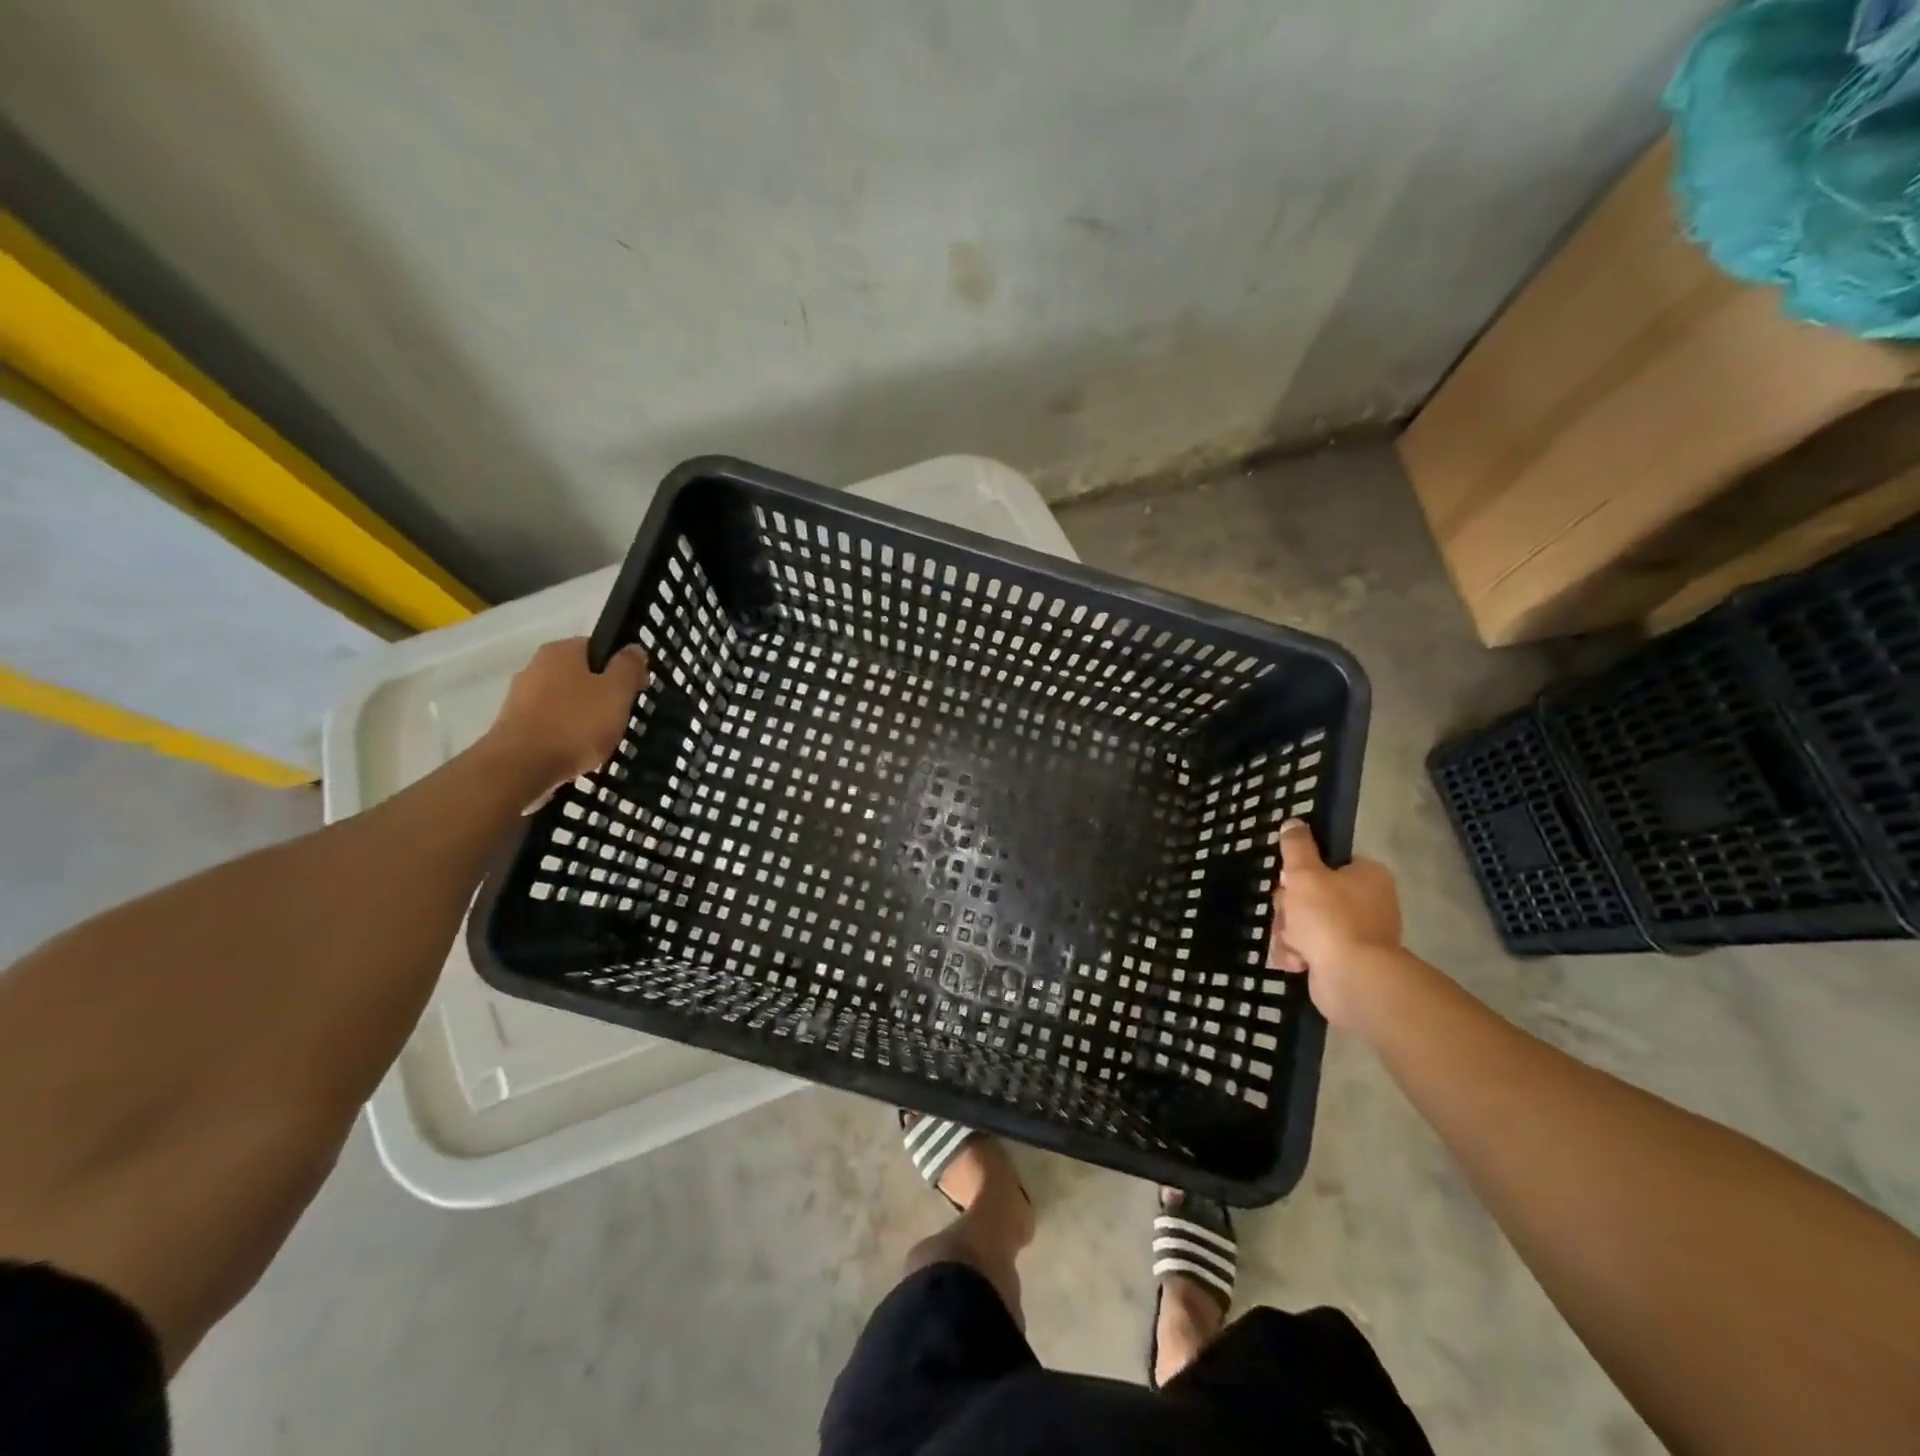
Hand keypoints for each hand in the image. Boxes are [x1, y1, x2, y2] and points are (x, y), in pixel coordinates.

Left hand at [482, 637, 649, 792]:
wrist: (521, 767)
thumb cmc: (576, 724)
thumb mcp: (617, 692)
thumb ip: (628, 667)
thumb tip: (633, 649)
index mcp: (561, 651)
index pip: (598, 648)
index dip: (621, 668)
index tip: (635, 691)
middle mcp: (535, 666)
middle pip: (582, 675)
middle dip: (602, 695)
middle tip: (620, 718)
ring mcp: (520, 696)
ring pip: (566, 701)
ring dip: (584, 717)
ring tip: (600, 740)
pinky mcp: (513, 725)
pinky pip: (551, 723)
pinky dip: (566, 734)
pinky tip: (577, 752)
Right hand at [1268, 819, 1402, 1027]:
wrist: (1353, 979)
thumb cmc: (1330, 918)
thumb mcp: (1304, 873)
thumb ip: (1296, 846)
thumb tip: (1293, 822)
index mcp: (1367, 876)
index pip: (1326, 864)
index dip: (1300, 872)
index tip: (1288, 882)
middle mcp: (1368, 903)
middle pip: (1309, 894)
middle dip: (1289, 909)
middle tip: (1289, 916)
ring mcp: (1358, 934)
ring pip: (1304, 923)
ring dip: (1288, 933)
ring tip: (1292, 944)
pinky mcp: (1346, 961)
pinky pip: (1311, 949)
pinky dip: (1298, 954)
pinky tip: (1295, 961)